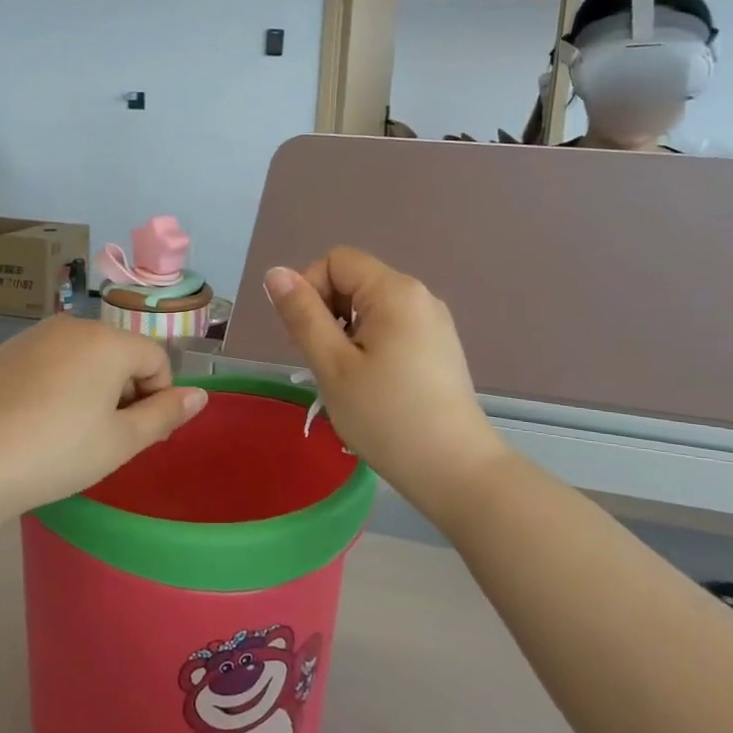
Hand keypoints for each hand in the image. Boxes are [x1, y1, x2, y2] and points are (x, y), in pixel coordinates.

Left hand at [0, 315, 207, 524]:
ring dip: (89, 388)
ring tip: (67, 432)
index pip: (156, 360)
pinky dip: (54, 385)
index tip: (135, 436)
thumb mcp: (120, 441)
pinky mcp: (3, 352)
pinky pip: (47, 362)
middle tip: (103, 439)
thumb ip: (165, 414)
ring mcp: (33, 336)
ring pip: (81, 357)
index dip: (157, 399)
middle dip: (122, 391)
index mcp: (108, 341)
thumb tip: (201, 395)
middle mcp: (72, 326)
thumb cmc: (57, 452)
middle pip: (118, 354)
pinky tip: (34, 422)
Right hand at [264, 249, 504, 518]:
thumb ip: (302, 314)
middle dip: (326, 311)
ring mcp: (433, 322)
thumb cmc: (386, 417)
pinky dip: (369, 344)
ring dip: (345, 331)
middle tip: (319, 363)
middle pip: (354, 280)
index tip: (304, 337)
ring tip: (344, 378)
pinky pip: (392, 326)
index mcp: (395, 291)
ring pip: (371, 306)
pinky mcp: (439, 346)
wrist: (456, 471)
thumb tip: (275, 272)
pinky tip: (370, 384)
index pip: (336, 260)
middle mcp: (419, 295)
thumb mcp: (332, 365)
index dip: (309, 289)